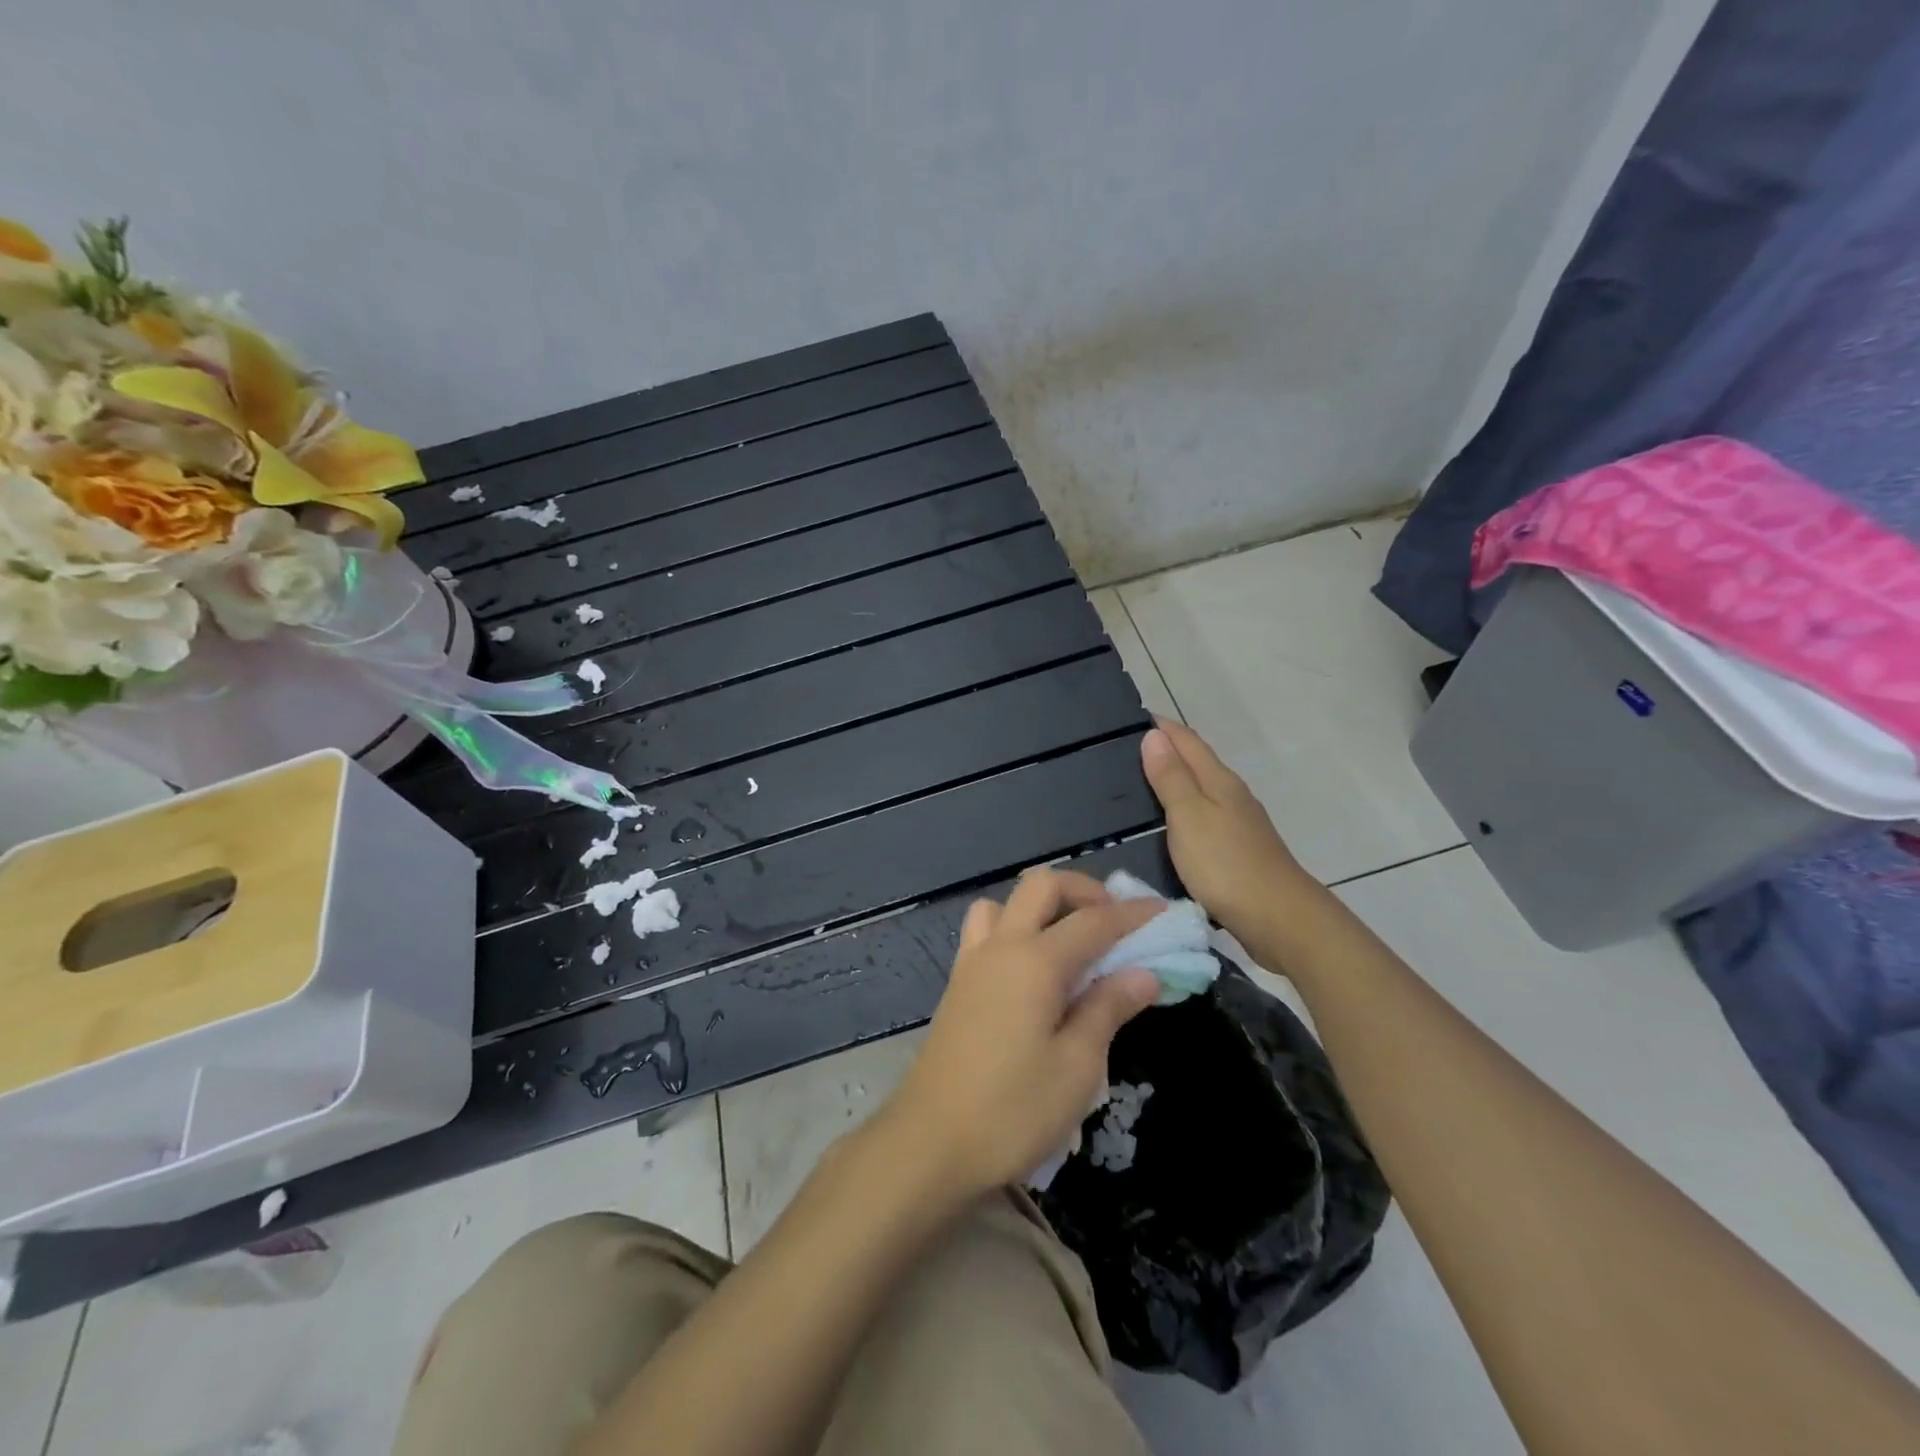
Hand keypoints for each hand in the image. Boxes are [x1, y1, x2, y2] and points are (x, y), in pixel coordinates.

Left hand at [876, 869, 1162, 1200]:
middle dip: (1084, 891)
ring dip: (1043, 906)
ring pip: (1006, 902)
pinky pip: (985, 930)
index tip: (1164, 912)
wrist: (929, 1144)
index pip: (1093, 920)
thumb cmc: (1012, 1111)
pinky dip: (1015, 928)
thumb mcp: (1076, 1067)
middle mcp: (1000, 947)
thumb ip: (1108, 1009)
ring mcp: (972, 962)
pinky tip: (1033, 969)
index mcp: (1034, 961)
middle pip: (1041, 886)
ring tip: (1071, 942)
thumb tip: (1143, 973)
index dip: (1132, 914)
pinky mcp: (957, 984)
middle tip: (1116, 923)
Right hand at [1140, 719, 1321, 940]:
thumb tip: (1154, 735)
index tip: (1128, 719)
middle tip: (1121, 752)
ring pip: (1200, 791)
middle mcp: (1232, 795)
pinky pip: (1203, 818)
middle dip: (1164, 751)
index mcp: (1219, 780)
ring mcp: (1238, 824)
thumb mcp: (1189, 815)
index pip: (1186, 740)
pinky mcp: (1237, 851)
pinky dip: (1182, 812)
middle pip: (1196, 762)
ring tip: (1136, 785)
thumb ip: (1171, 777)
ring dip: (1173, 782)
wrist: (1278, 918)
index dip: (1160, 727)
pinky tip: (1167, 825)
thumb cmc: (1225, 863)